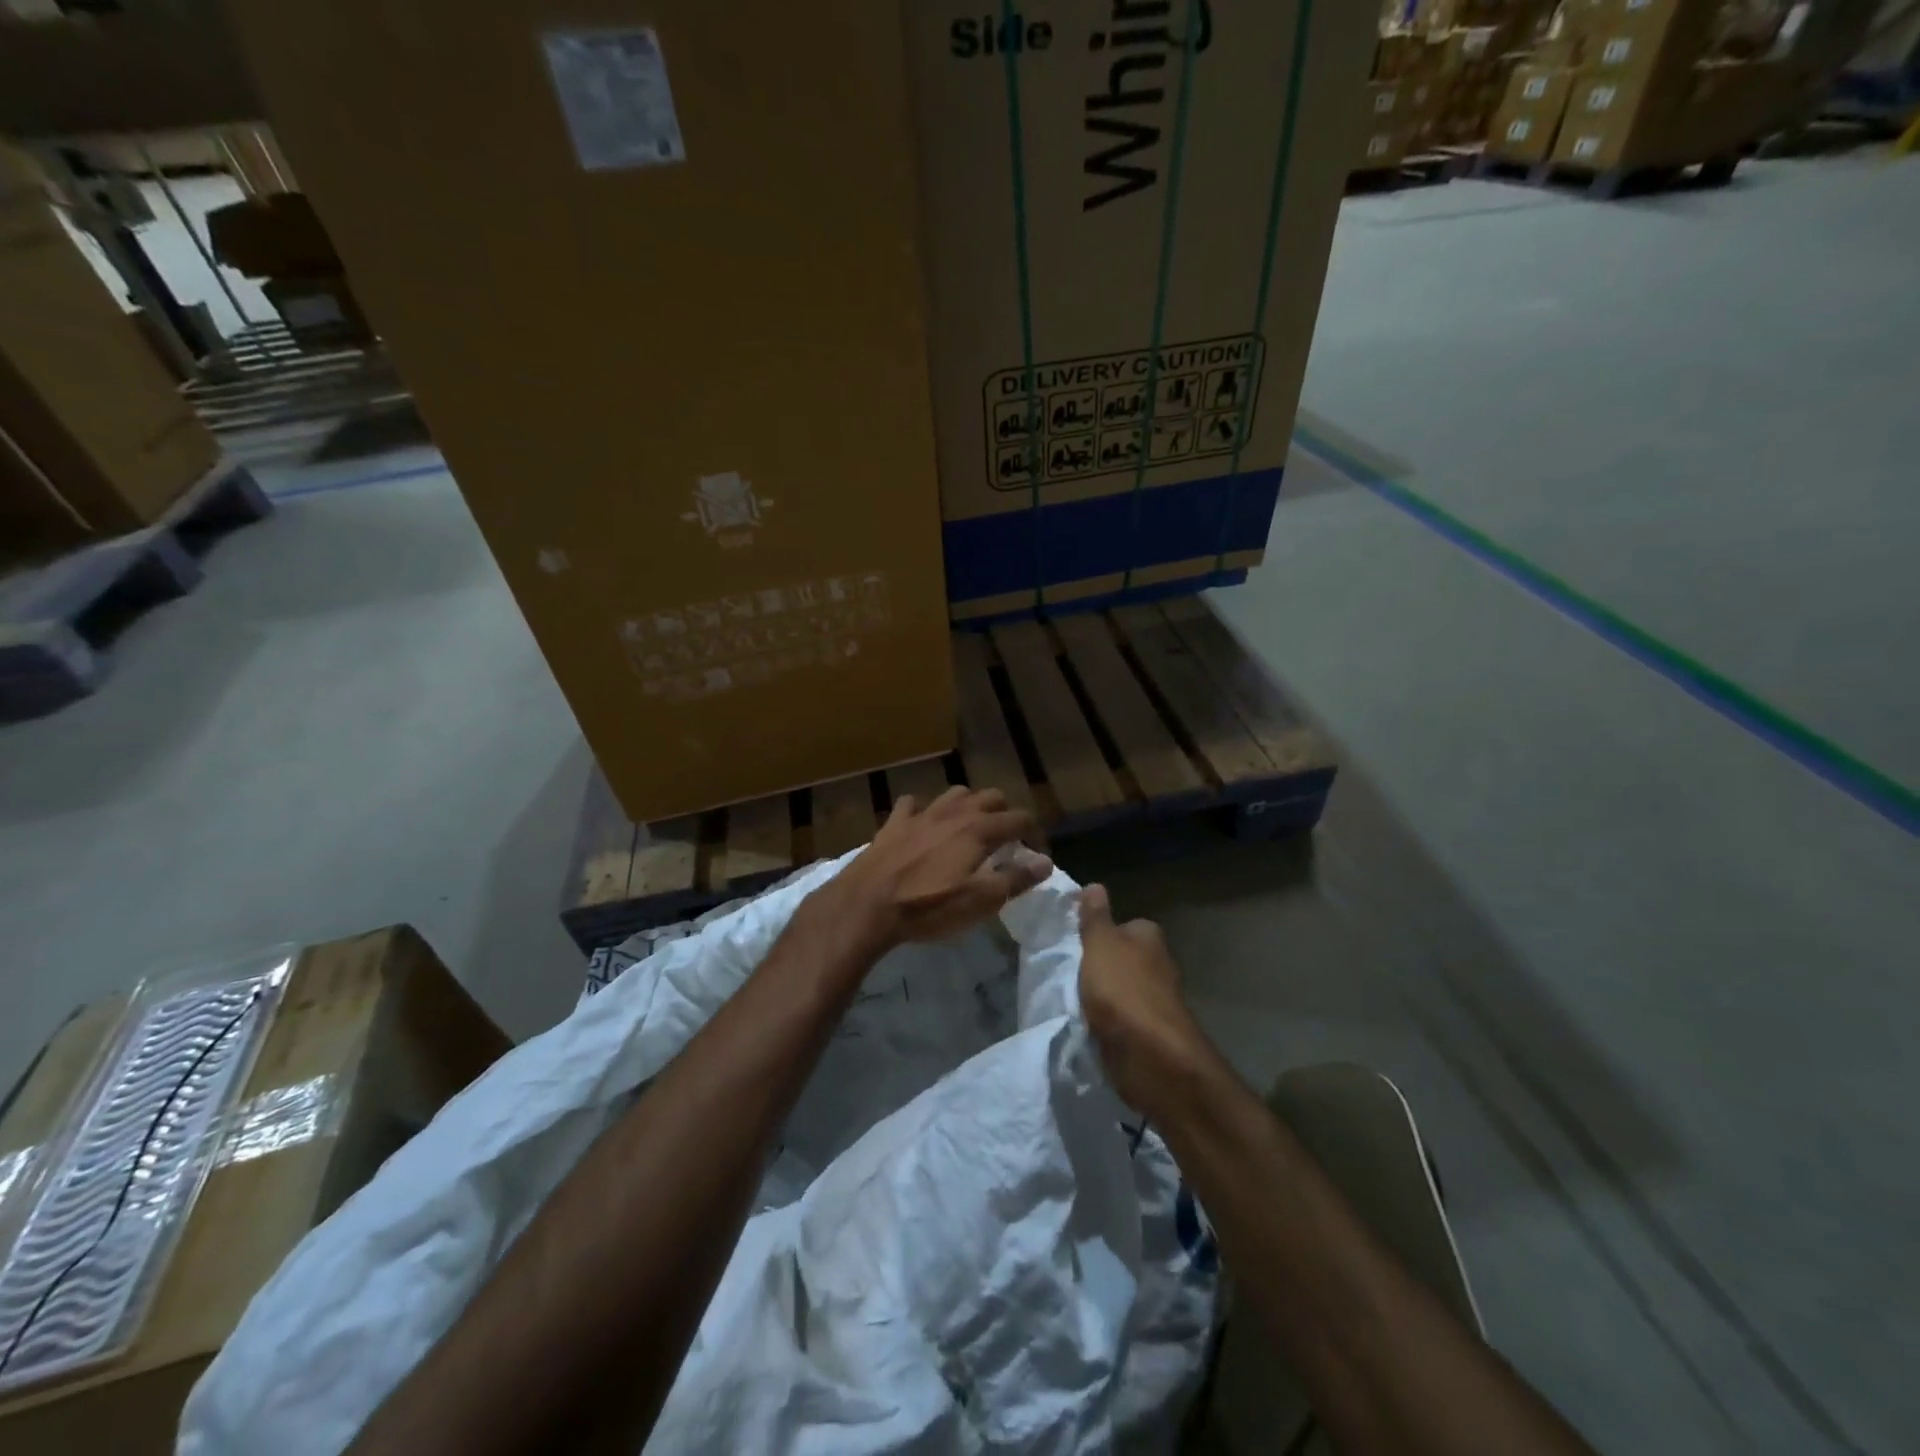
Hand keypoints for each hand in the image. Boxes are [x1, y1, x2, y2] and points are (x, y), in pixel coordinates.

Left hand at [830, 787, 1050, 948]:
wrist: (867, 904)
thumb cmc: (928, 906)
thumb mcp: (980, 901)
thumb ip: (1016, 879)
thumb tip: (1046, 862)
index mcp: (979, 829)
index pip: (1019, 818)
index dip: (1034, 834)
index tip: (1037, 854)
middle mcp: (954, 812)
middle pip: (991, 797)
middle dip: (1004, 814)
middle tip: (1005, 841)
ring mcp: (922, 813)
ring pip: (954, 794)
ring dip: (968, 806)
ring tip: (969, 829)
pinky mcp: (894, 822)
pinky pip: (913, 804)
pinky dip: (924, 810)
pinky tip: (922, 825)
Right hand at [1078, 884, 1208, 1113]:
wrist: (1151, 1057)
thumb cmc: (1123, 991)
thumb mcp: (1100, 945)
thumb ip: (1095, 918)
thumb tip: (1095, 885)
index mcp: (1148, 937)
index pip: (1123, 925)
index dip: (1100, 932)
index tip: (1074, 942)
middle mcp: (1157, 964)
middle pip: (1122, 957)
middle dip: (1100, 965)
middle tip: (1067, 971)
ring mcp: (1155, 1000)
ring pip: (1120, 989)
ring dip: (1102, 995)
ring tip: (1072, 999)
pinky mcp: (1150, 1032)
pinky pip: (1120, 1018)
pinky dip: (1106, 1021)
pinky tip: (1087, 1024)